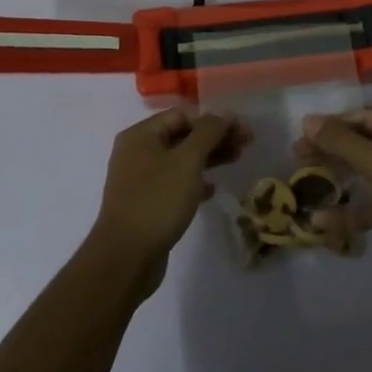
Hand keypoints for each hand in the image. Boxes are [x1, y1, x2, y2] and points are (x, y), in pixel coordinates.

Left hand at [89, 108, 249, 294]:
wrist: (125, 259)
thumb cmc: (156, 202)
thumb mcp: (187, 162)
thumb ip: (208, 133)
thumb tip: (224, 113)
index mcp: (141, 135)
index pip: (183, 116)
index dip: (214, 120)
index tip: (242, 131)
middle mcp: (137, 152)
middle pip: (182, 136)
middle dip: (214, 138)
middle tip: (246, 145)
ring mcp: (140, 179)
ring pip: (180, 160)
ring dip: (208, 158)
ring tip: (236, 160)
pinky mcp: (146, 203)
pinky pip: (175, 183)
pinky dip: (194, 182)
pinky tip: (211, 190)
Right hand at [293, 108, 371, 285]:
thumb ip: (342, 141)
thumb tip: (308, 119)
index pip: (366, 117)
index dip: (334, 123)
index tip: (303, 133)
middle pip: (363, 142)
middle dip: (331, 148)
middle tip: (298, 154)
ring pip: (364, 171)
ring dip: (337, 176)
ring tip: (303, 177)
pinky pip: (370, 202)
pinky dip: (348, 210)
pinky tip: (321, 221)